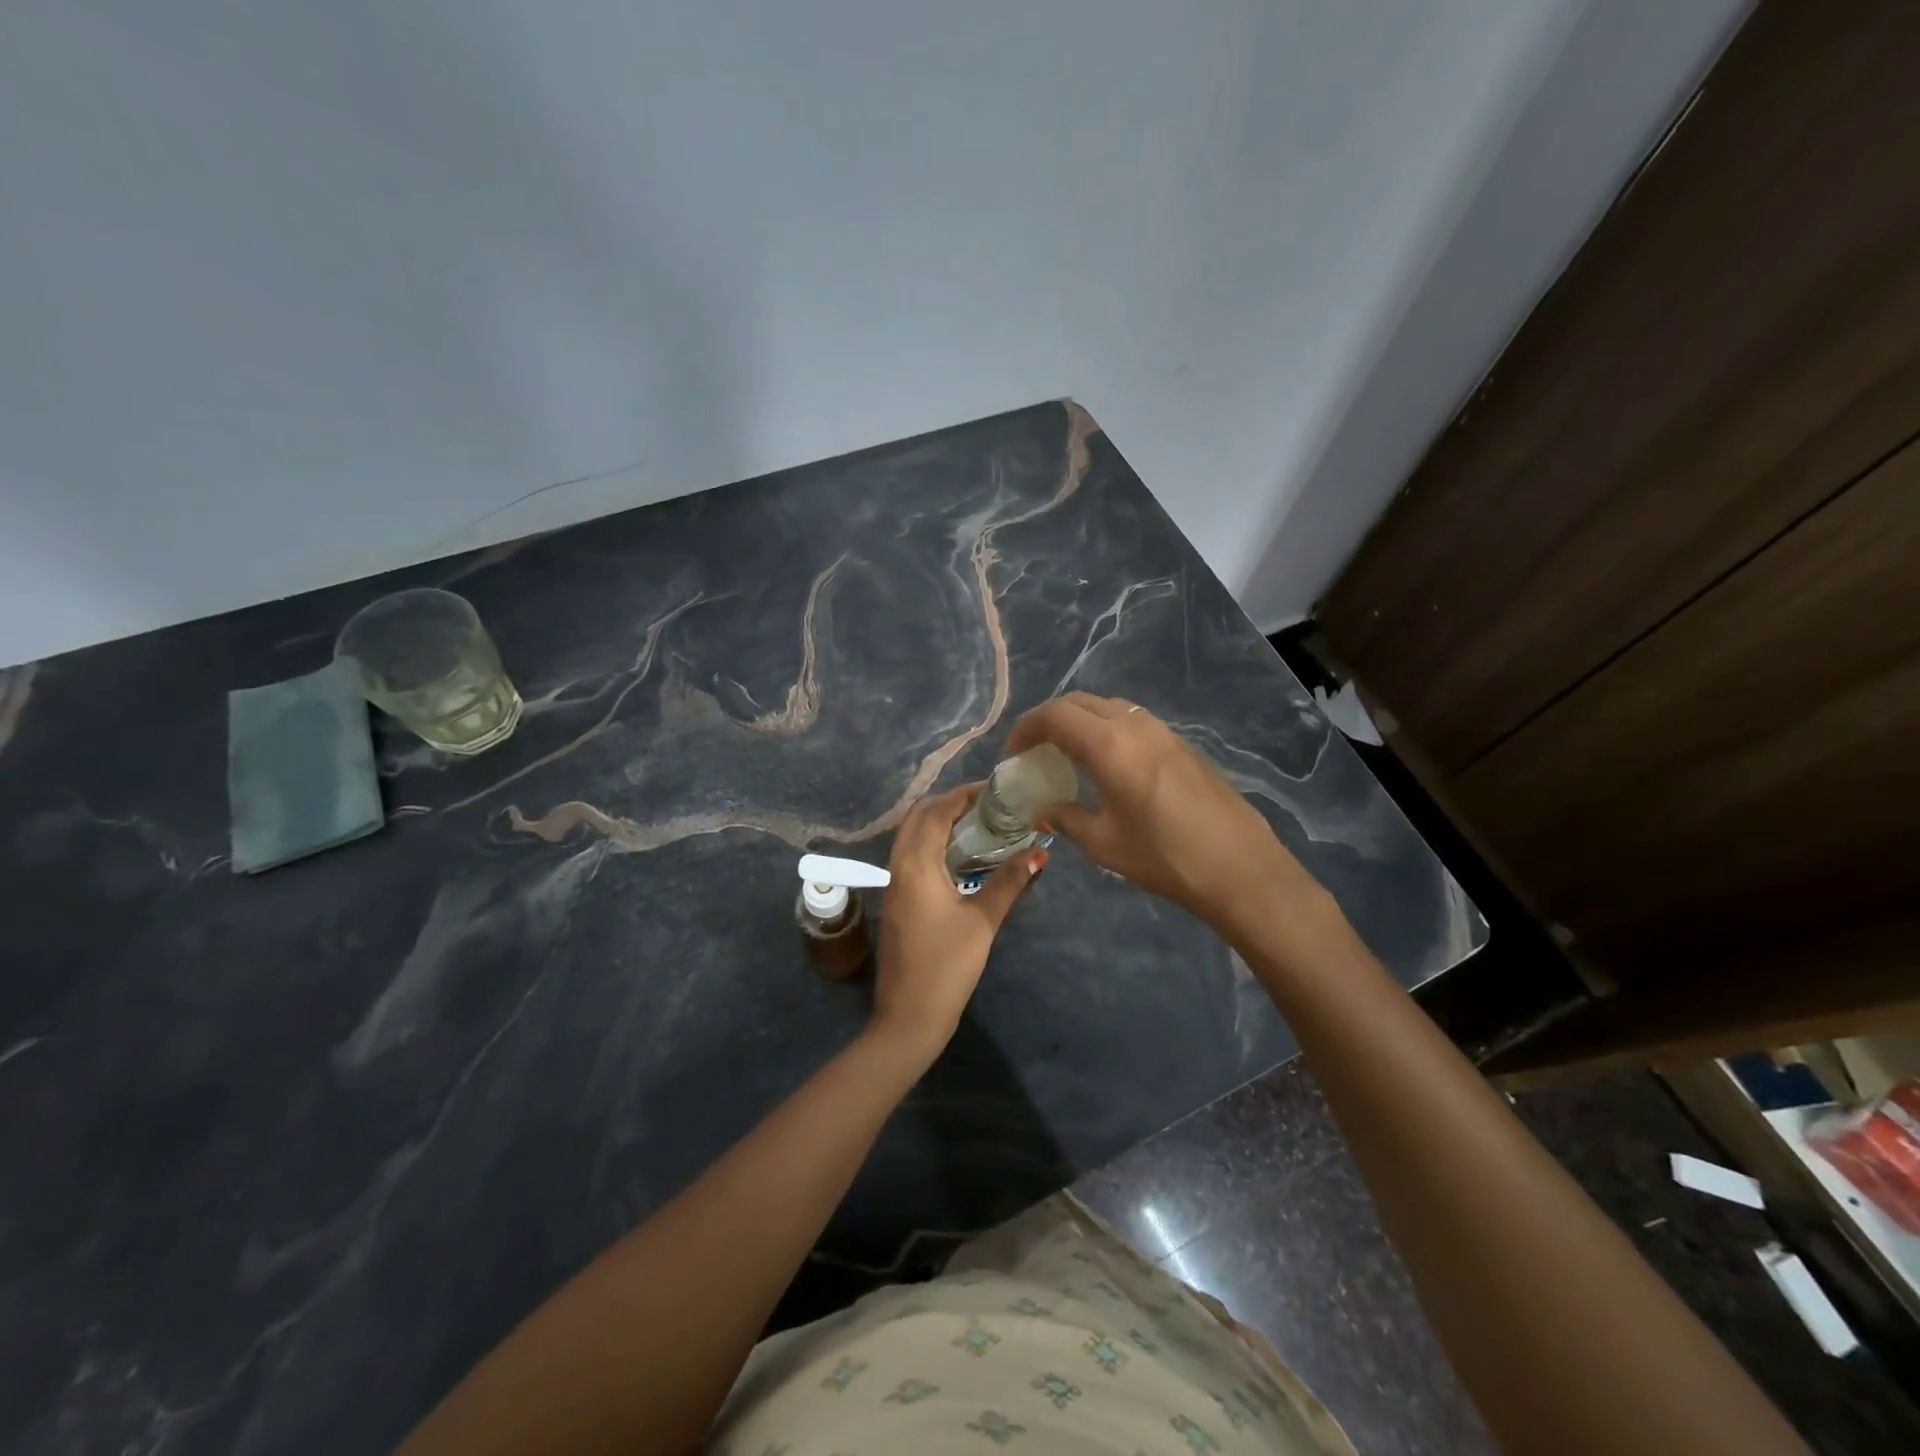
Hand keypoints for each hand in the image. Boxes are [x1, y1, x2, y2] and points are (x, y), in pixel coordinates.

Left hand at [870, 783, 1044, 1060]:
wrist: (909, 1015)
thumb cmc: (947, 966)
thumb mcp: (983, 921)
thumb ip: (1009, 882)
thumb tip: (1039, 854)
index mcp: (916, 864)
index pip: (937, 811)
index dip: (964, 795)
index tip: (995, 790)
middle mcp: (898, 865)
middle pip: (918, 817)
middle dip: (950, 804)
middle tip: (988, 806)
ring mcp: (893, 884)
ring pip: (912, 836)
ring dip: (940, 823)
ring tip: (980, 825)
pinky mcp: (895, 900)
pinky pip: (911, 855)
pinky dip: (933, 843)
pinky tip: (961, 856)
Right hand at [1005, 693, 1322, 935]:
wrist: (1240, 867)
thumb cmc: (1164, 857)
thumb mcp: (1103, 843)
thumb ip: (1065, 818)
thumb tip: (1043, 810)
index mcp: (1109, 744)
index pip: (1054, 715)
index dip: (1026, 728)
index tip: (1013, 753)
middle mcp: (1134, 725)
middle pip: (1079, 702)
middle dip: (1049, 720)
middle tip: (1034, 750)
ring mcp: (1162, 731)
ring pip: (1108, 707)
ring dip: (1079, 721)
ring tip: (1066, 755)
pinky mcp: (1181, 744)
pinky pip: (1131, 721)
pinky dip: (1106, 730)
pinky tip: (1106, 764)